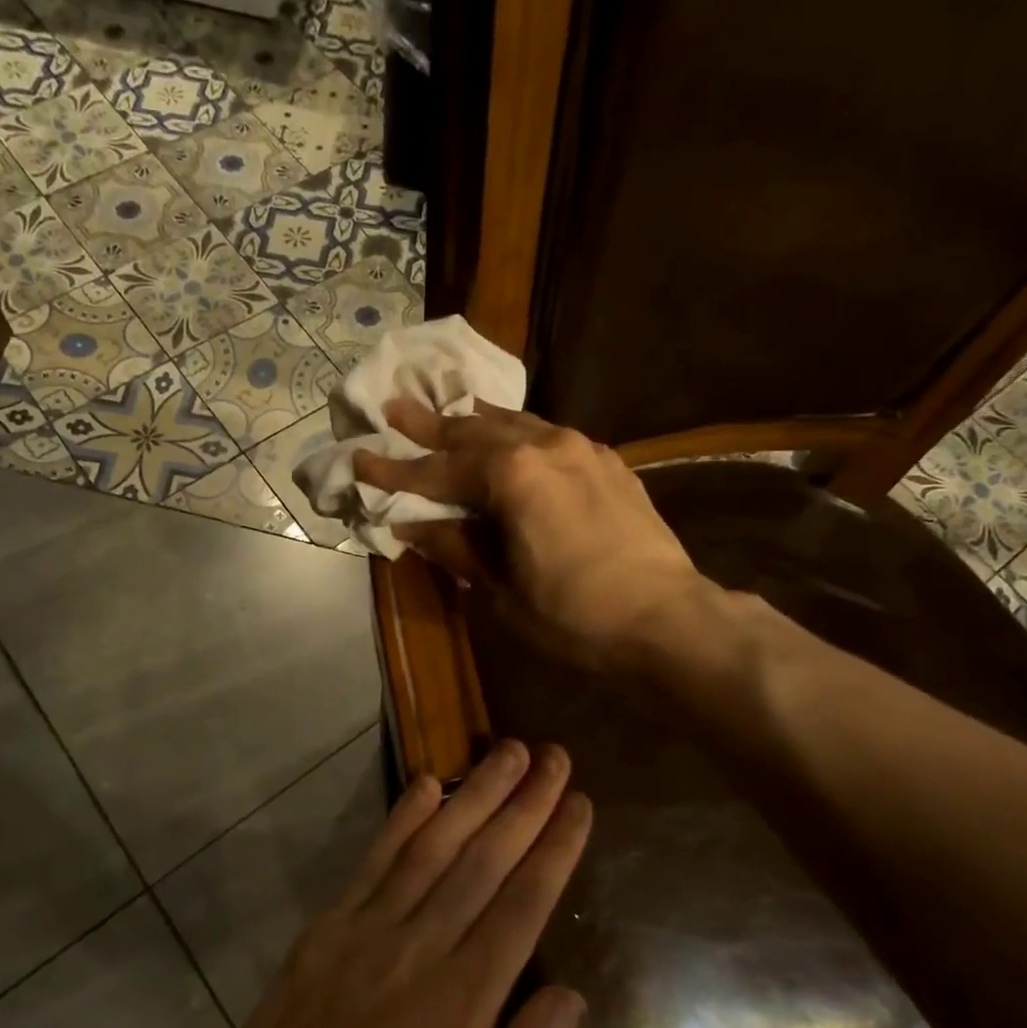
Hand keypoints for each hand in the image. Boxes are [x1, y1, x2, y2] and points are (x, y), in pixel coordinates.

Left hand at [208, 740, 591, 1027]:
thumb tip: (568, 995)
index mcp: (462, 1004)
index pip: (522, 906)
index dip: (554, 849)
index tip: (577, 803)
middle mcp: (420, 949)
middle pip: (483, 861)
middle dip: (524, 804)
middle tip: (553, 757)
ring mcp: (368, 930)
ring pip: (433, 847)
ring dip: (473, 795)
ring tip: (506, 753)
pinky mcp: (328, 926)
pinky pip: (373, 861)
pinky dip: (403, 819)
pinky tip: (428, 785)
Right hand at [354, 399, 701, 669]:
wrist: (667, 620)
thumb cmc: (574, 616)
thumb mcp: (502, 588)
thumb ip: (456, 545)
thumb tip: (412, 525)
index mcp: (512, 476)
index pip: (438, 470)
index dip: (395, 470)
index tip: (359, 458)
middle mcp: (545, 445)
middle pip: (473, 432)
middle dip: (429, 425)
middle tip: (393, 407)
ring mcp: (581, 449)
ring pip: (514, 424)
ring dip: (475, 423)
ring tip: (447, 411)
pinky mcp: (607, 462)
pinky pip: (549, 435)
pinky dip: (518, 434)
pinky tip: (511, 437)